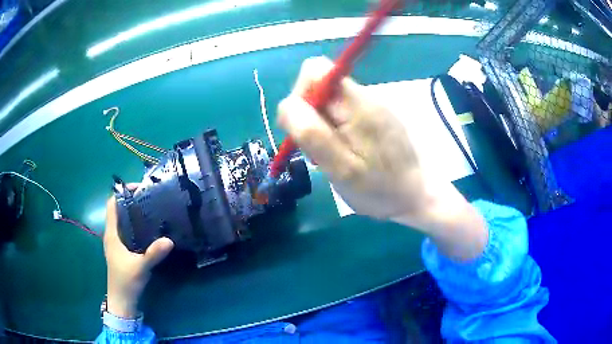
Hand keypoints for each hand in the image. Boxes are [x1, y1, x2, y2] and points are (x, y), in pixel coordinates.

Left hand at [103, 186, 173, 318]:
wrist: (121, 300)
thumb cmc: (126, 281)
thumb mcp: (141, 267)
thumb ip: (153, 254)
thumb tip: (169, 240)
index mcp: (112, 234)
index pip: (112, 204)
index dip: (122, 193)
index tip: (139, 188)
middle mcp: (112, 234)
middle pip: (118, 210)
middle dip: (131, 201)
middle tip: (149, 197)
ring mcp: (116, 242)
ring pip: (122, 220)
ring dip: (133, 213)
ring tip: (150, 209)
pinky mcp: (121, 250)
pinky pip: (126, 230)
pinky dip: (134, 224)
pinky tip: (147, 229)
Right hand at [278, 57, 486, 259]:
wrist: (416, 196)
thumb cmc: (380, 189)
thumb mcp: (342, 169)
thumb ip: (313, 135)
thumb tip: (287, 104)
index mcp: (357, 105)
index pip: (315, 70)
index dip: (299, 93)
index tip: (300, 127)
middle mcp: (364, 97)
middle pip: (319, 87)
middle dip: (307, 116)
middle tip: (316, 150)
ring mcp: (370, 106)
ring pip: (328, 102)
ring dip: (319, 126)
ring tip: (330, 156)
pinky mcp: (373, 117)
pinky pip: (341, 113)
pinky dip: (332, 131)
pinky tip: (343, 153)